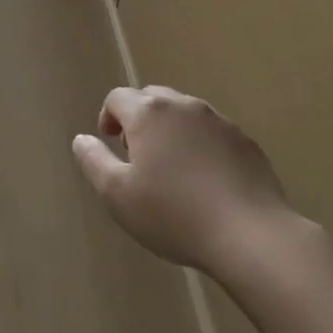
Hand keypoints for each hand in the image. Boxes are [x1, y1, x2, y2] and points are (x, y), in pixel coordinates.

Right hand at [72, 86, 304, 273]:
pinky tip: (204, 180)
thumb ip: (93, 161)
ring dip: (170, 131)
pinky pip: (212, 133)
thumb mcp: (116, 194)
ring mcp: (220, 122)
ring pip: (184, 115)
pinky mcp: (246, 142)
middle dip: (139, 120)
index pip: (118, 98)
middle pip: (152, 99)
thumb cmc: (173, 214)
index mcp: (149, 113)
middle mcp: (184, 106)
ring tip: (171, 169)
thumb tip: (82, 139)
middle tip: (137, 155)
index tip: (110, 144)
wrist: (250, 234)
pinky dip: (200, 146)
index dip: (108, 117)